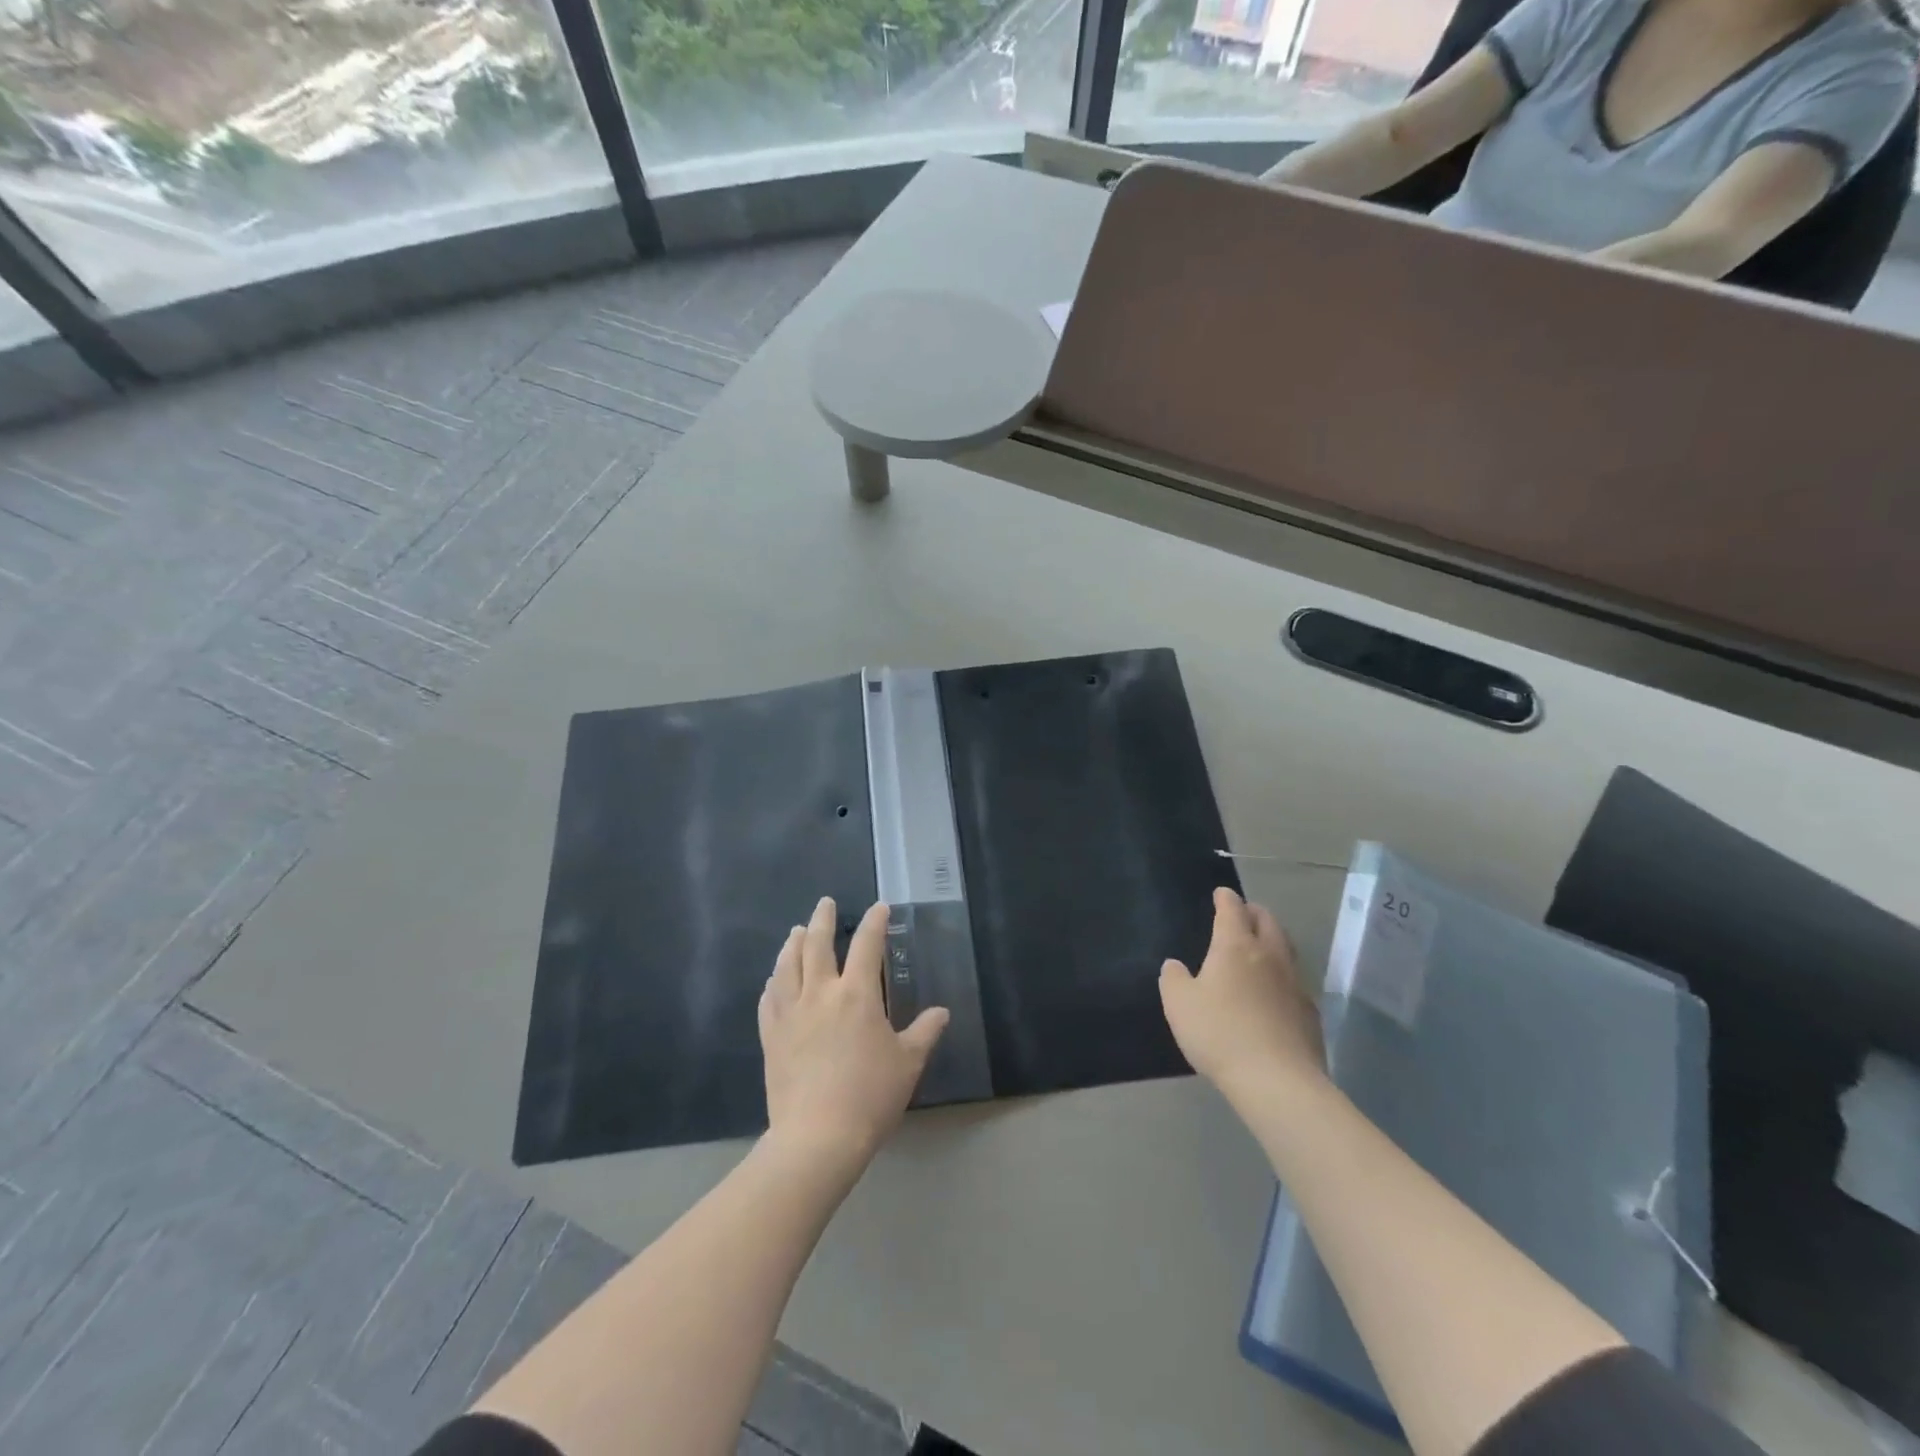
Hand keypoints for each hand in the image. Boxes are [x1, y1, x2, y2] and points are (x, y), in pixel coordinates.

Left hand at [759, 897, 948, 1167]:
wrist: (817, 1137)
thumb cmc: (870, 1096)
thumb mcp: (908, 1064)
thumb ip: (924, 1032)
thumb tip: (941, 1012)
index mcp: (857, 995)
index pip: (868, 946)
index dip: (875, 923)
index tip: (879, 908)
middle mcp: (820, 994)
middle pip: (818, 945)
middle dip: (823, 920)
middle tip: (825, 903)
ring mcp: (790, 1014)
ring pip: (787, 966)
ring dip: (793, 944)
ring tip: (797, 932)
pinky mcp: (771, 1037)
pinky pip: (769, 1000)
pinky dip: (774, 983)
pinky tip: (774, 980)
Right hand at [1160, 888, 1325, 1099]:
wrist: (1277, 1081)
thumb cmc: (1220, 1033)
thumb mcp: (1179, 1004)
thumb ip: (1174, 979)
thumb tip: (1175, 966)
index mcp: (1236, 946)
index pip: (1232, 910)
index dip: (1226, 898)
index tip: (1221, 893)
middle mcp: (1269, 956)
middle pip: (1267, 921)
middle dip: (1254, 912)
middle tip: (1243, 913)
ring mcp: (1295, 984)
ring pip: (1286, 949)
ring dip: (1273, 940)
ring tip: (1261, 946)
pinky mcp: (1309, 1013)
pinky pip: (1295, 981)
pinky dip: (1282, 975)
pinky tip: (1274, 991)